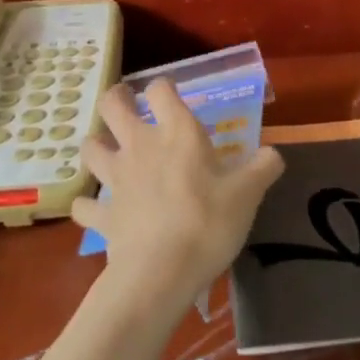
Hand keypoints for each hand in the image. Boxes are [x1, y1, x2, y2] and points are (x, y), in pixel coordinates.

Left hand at [75, 79, 284, 312]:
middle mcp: (140, 146)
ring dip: (95, 145)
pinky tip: (95, 209)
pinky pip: (85, 205)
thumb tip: (274, 154)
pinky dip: (88, 205)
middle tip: (124, 102)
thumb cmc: (208, 222)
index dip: (163, 87)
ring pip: (90, 148)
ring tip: (105, 151)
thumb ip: (262, 168)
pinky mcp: (103, 213)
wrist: (161, 271)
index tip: (169, 94)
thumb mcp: (248, 195)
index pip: (160, 90)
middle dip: (115, 99)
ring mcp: (116, 179)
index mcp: (177, 133)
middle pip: (112, 106)